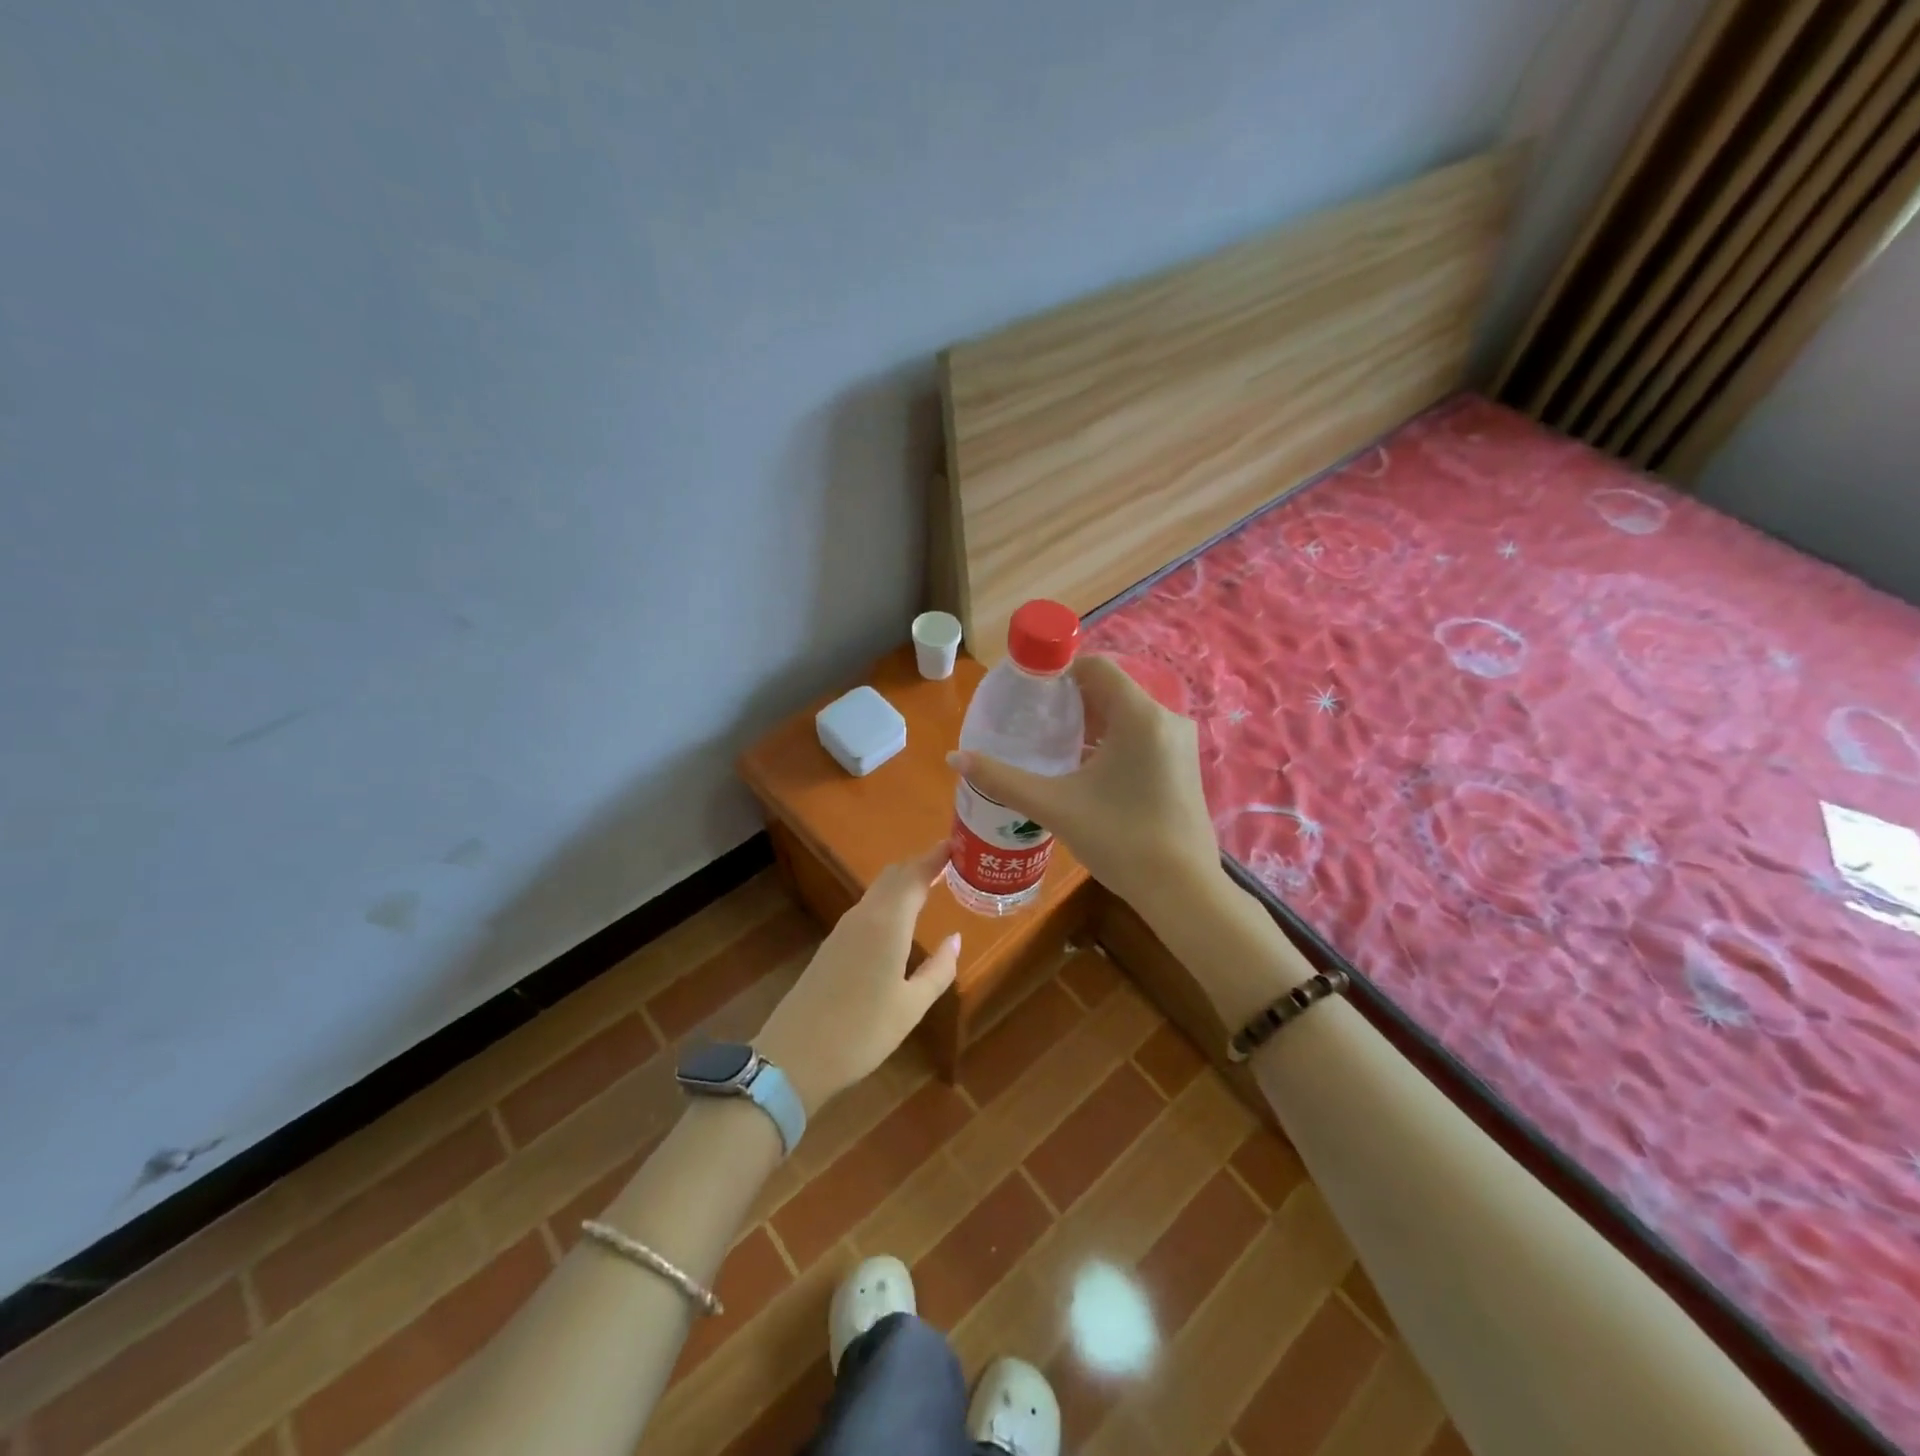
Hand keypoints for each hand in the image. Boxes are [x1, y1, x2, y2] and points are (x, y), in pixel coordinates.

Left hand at [753, 843, 959, 1116]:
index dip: (937, 856)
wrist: (794, 1057)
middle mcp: (864, 916)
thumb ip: (938, 969)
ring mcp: (843, 929)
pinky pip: (867, 908)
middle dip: (921, 865)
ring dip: (904, 883)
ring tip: (931, 887)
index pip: (915, 874)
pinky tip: (900, 919)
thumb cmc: (862, 1032)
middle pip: (894, 876)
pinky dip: (889, 901)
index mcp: (887, 923)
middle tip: (951, 864)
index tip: (959, 844)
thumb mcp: (911, 1006)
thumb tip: (955, 938)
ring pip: (878, 891)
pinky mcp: (831, 945)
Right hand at [950, 655, 1219, 911]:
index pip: (1096, 667)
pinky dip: (1113, 742)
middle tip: (1034, 724)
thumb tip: (954, 757)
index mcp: (1139, 715)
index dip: (1058, 672)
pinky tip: (1086, 771)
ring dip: (1091, 724)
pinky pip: (1142, 736)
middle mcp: (1166, 719)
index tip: (1028, 695)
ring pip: (1127, 715)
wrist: (1182, 891)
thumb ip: (1002, 779)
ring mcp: (1180, 743)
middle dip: (1071, 702)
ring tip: (1053, 748)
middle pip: (1111, 690)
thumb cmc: (1119, 840)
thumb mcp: (1054, 806)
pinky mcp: (1184, 766)